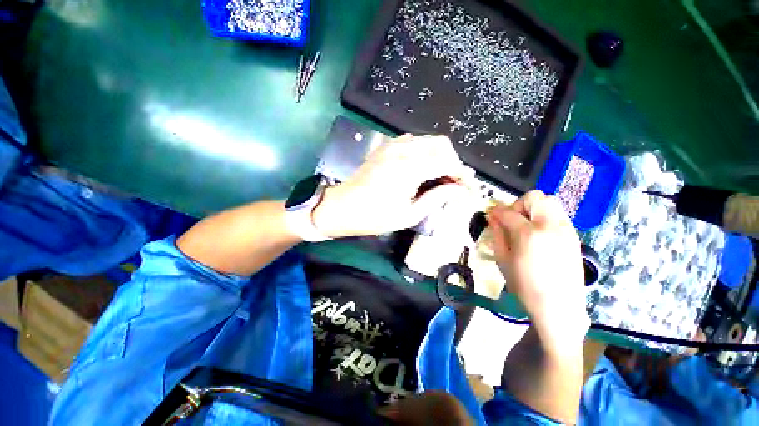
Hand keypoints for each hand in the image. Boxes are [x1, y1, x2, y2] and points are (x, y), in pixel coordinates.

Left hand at [313, 134, 469, 237]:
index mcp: (410, 169)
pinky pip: (413, 142)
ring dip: (440, 156)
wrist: (342, 207)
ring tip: (440, 177)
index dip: (462, 174)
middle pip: (442, 144)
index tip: (469, 187)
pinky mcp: (385, 147)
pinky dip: (424, 152)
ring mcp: (392, 145)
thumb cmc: (374, 217)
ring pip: (428, 141)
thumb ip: (436, 198)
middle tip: (454, 183)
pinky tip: (421, 168)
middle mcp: (403, 150)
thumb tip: (459, 190)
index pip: (447, 162)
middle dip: (453, 162)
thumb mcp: (408, 214)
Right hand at [487, 190, 588, 349]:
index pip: (509, 212)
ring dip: (533, 208)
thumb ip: (497, 234)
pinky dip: (545, 216)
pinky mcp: (574, 236)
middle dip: (519, 205)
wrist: (559, 307)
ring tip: (526, 226)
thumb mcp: (503, 260)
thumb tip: (491, 217)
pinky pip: (558, 215)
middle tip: (512, 221)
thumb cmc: (525, 286)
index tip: (491, 215)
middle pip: (535, 197)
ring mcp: (566, 229)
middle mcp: (550, 226)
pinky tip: (539, 235)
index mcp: (529, 234)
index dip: (497, 212)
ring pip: (550, 202)